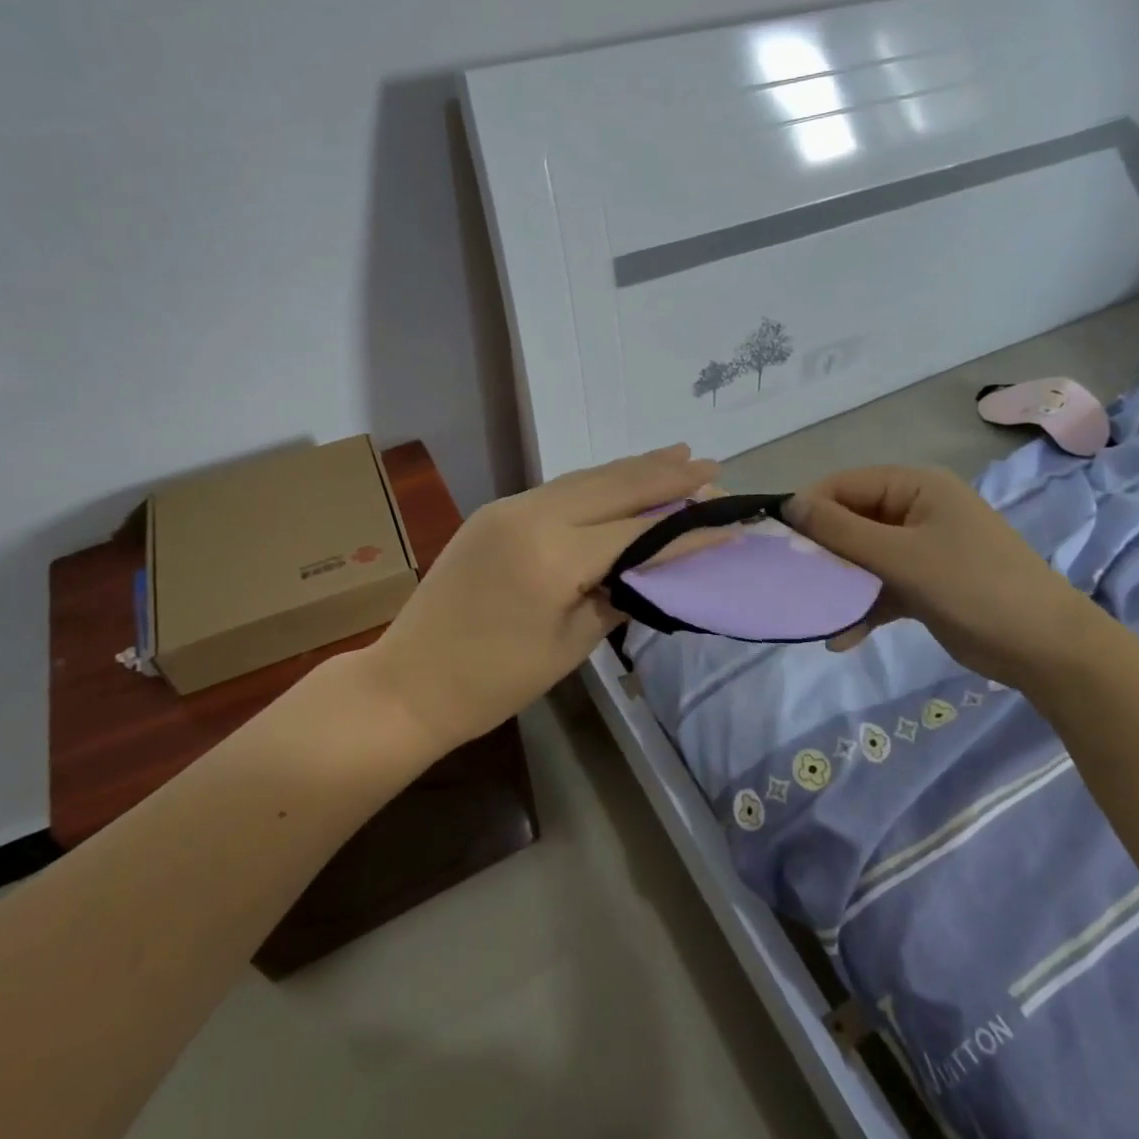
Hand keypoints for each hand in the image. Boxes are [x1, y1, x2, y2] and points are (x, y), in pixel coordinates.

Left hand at [370, 444, 718, 749]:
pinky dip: (598, 482)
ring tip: (678, 456)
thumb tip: (659, 563)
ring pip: (586, 478)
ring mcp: (510, 506)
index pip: (637, 533)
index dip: (687, 527)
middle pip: (614, 486)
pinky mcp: (496, 510)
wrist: (410, 681)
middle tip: (711, 468)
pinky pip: (559, 488)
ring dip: (634, 468)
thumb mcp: (572, 644)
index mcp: (553, 556)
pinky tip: (622, 478)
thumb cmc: (495, 681)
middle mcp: (533, 515)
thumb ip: (620, 592)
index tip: (729, 519)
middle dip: (666, 477)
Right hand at [785, 465, 1100, 686]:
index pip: (844, 485)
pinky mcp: (923, 583)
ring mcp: (920, 548)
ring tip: (811, 611)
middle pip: (849, 520)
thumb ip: (842, 532)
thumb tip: (789, 505)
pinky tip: (840, 637)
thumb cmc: (975, 588)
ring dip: (838, 583)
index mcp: (915, 487)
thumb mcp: (903, 558)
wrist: (1048, 651)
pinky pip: (878, 586)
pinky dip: (860, 607)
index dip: (809, 509)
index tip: (777, 543)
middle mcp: (914, 510)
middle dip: (821, 552)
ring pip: (860, 556)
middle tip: (790, 581)